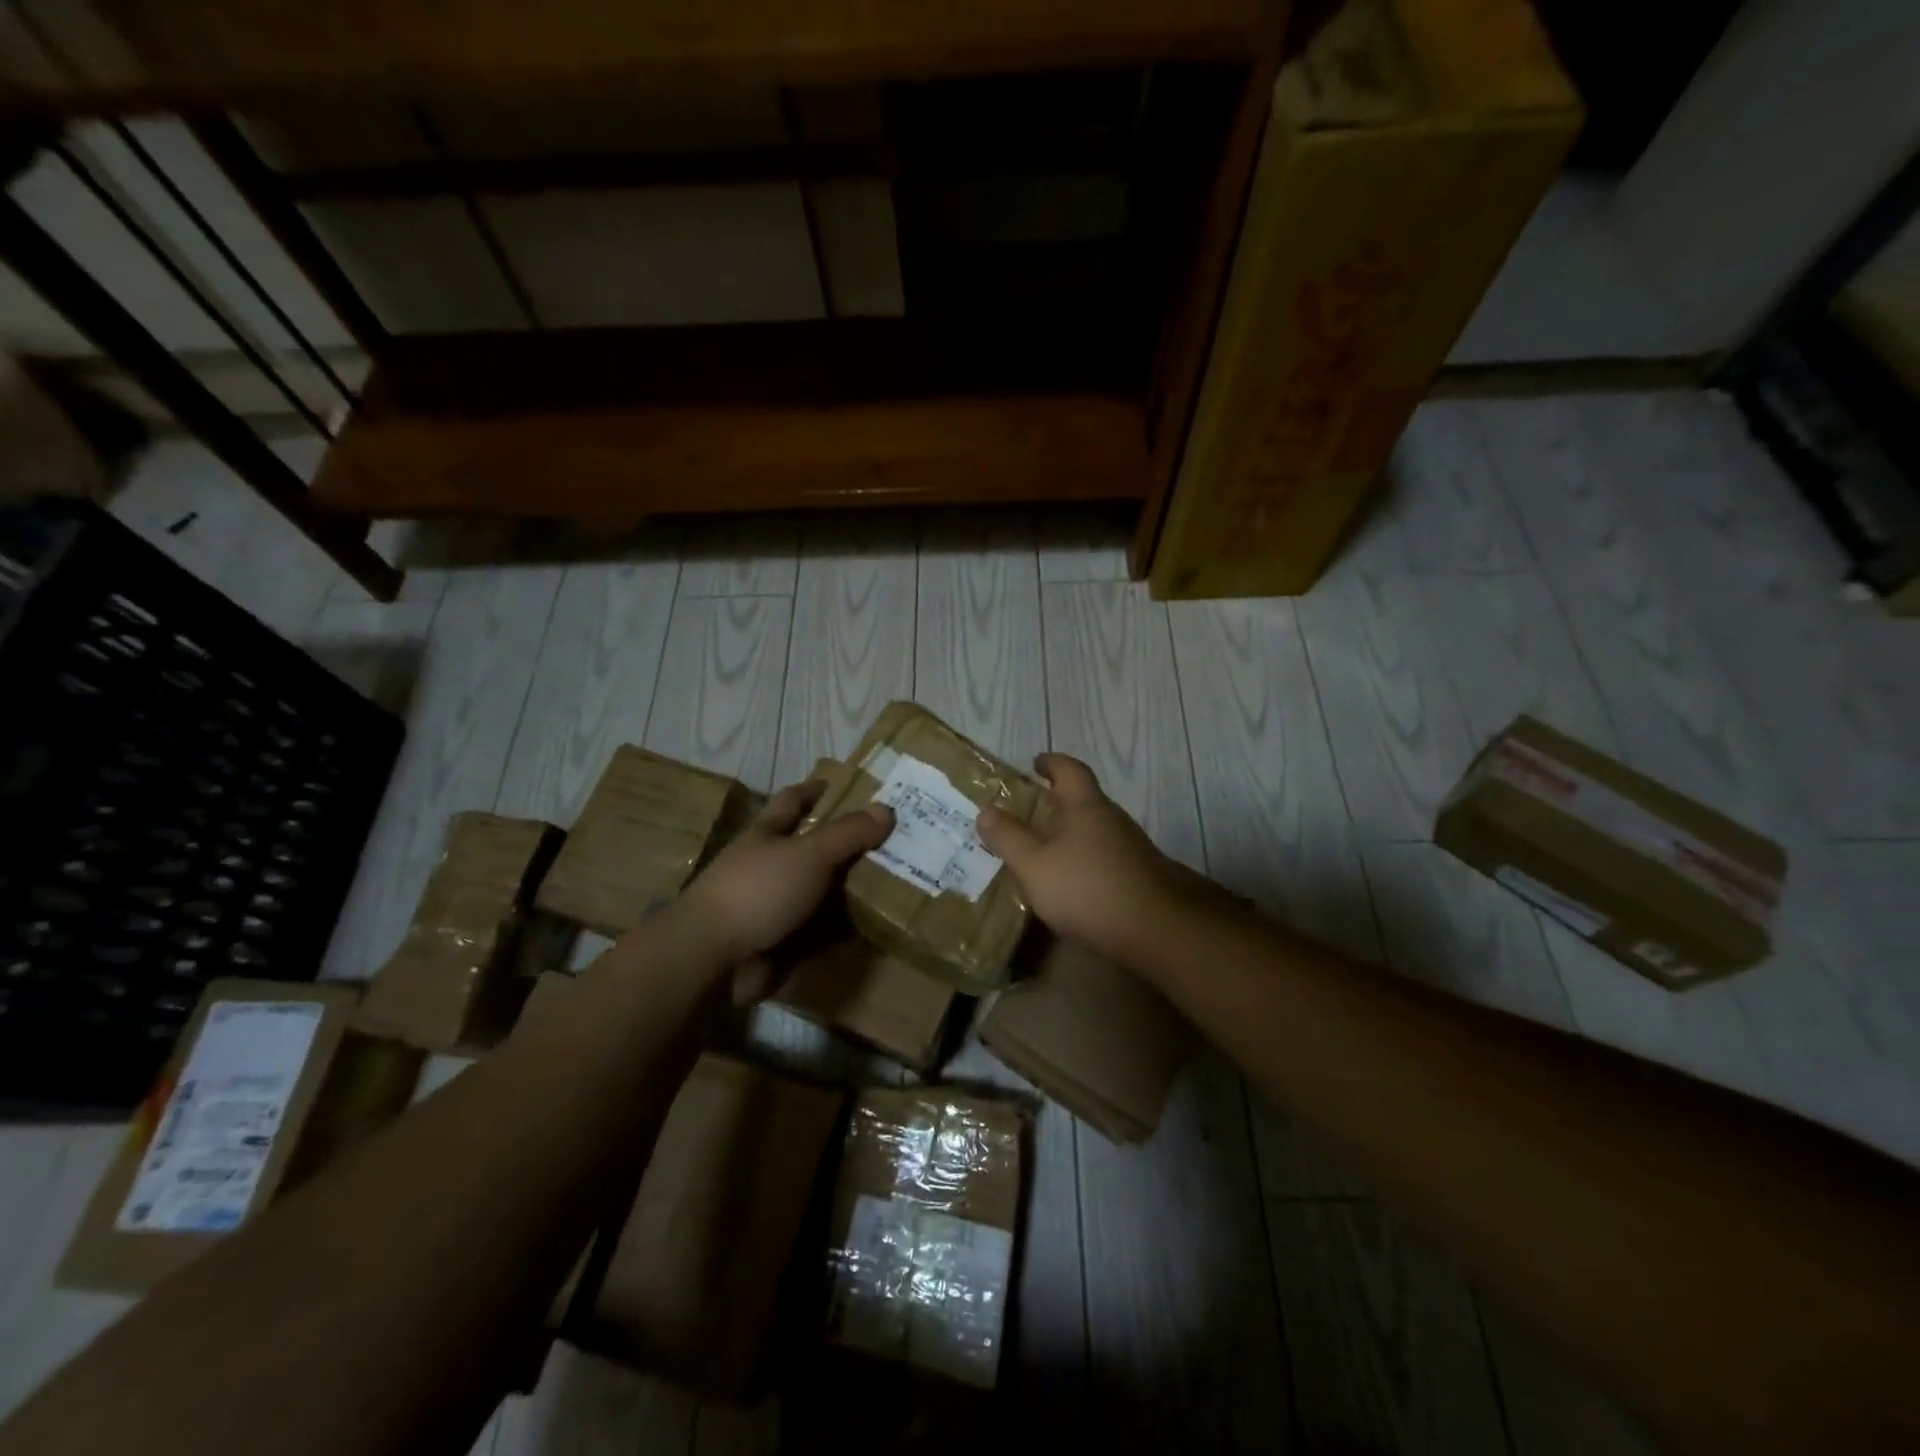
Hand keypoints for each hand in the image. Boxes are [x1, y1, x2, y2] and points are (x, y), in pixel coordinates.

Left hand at [674, 777, 891, 984]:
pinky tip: (878, 924)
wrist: (713, 958)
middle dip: (847, 843)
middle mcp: (769, 866)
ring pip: (820, 891)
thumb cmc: (758, 890)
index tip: (847, 784)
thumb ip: (847, 833)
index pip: (793, 801)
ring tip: (897, 881)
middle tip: (893, 839)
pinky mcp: (782, 942)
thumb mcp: (808, 854)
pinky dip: (844, 929)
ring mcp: (774, 906)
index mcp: (767, 835)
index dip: (816, 790)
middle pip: (812, 848)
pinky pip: (821, 931)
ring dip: (850, 889)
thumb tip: (886, 810)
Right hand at [976, 753, 1192, 962]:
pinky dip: (1085, 860)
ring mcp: (1132, 849)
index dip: (1052, 763)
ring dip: (1071, 833)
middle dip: (1058, 801)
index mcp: (1087, 806)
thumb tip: (986, 810)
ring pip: (1095, 830)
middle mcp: (1113, 820)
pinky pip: (1105, 857)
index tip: (1036, 763)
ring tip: (1044, 849)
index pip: (1070, 770)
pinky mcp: (1140, 877)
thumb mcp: (1035, 865)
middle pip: (1084, 800)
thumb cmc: (1089, 888)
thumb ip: (1009, 838)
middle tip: (1030, 810)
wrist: (1158, 931)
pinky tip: (1072, 883)